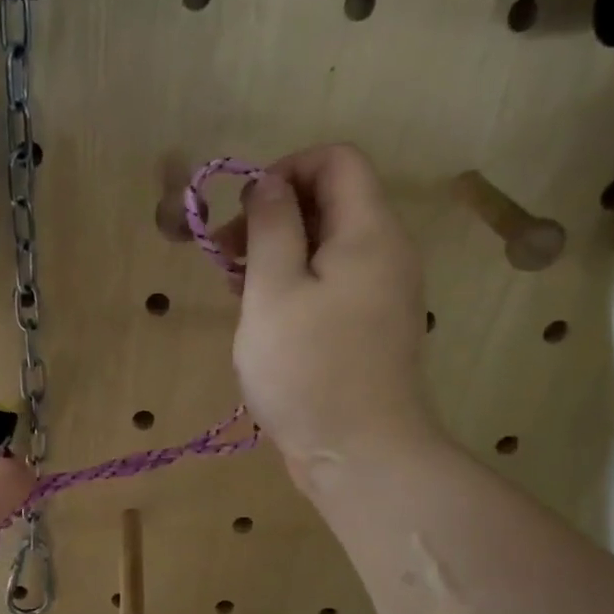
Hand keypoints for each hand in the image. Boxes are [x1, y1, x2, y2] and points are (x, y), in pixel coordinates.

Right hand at [221, 144, 439, 493]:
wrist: (360, 453)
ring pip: (327, 247)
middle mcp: (386, 252)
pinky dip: (296, 286)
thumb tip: (268, 183)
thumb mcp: (273, 291)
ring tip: (237, 291)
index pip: (336, 159)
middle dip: (274, 216)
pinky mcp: (370, 327)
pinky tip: (264, 319)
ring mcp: (382, 293)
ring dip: (278, 255)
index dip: (284, 171)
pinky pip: (332, 284)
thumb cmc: (308, 370)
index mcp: (368, 231)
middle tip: (228, 258)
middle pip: (331, 201)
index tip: (244, 214)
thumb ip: (270, 227)